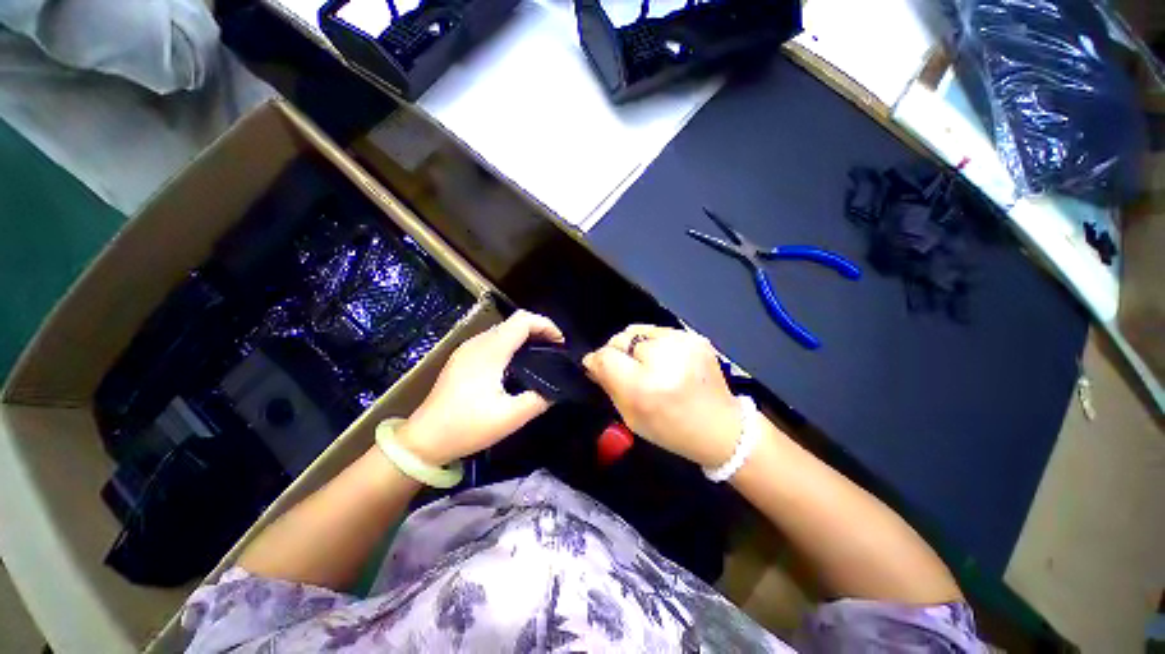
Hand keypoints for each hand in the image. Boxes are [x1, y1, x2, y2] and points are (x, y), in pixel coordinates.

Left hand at [396, 311, 564, 464]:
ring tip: (540, 357)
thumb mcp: (510, 418)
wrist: (423, 439)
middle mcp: (478, 342)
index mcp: (490, 351)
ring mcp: (467, 349)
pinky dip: (512, 344)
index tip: (561, 344)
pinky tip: (517, 364)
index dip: (546, 325)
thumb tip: (556, 390)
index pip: (523, 320)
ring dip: (525, 337)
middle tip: (554, 352)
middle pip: (514, 322)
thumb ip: (538, 400)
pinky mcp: (462, 358)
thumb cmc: (466, 427)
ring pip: (503, 330)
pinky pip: (493, 340)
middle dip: (539, 331)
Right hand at [583, 325, 740, 467]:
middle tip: (626, 369)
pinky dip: (653, 343)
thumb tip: (592, 362)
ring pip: (637, 331)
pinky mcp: (694, 336)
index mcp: (645, 386)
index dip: (597, 361)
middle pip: (621, 338)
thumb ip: (608, 386)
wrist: (722, 428)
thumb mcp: (631, 417)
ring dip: (635, 346)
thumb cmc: (671, 429)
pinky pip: (658, 331)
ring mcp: (682, 343)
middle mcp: (663, 358)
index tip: (596, 367)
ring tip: (646, 364)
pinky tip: (663, 359)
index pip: (606, 356)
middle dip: (617, 352)